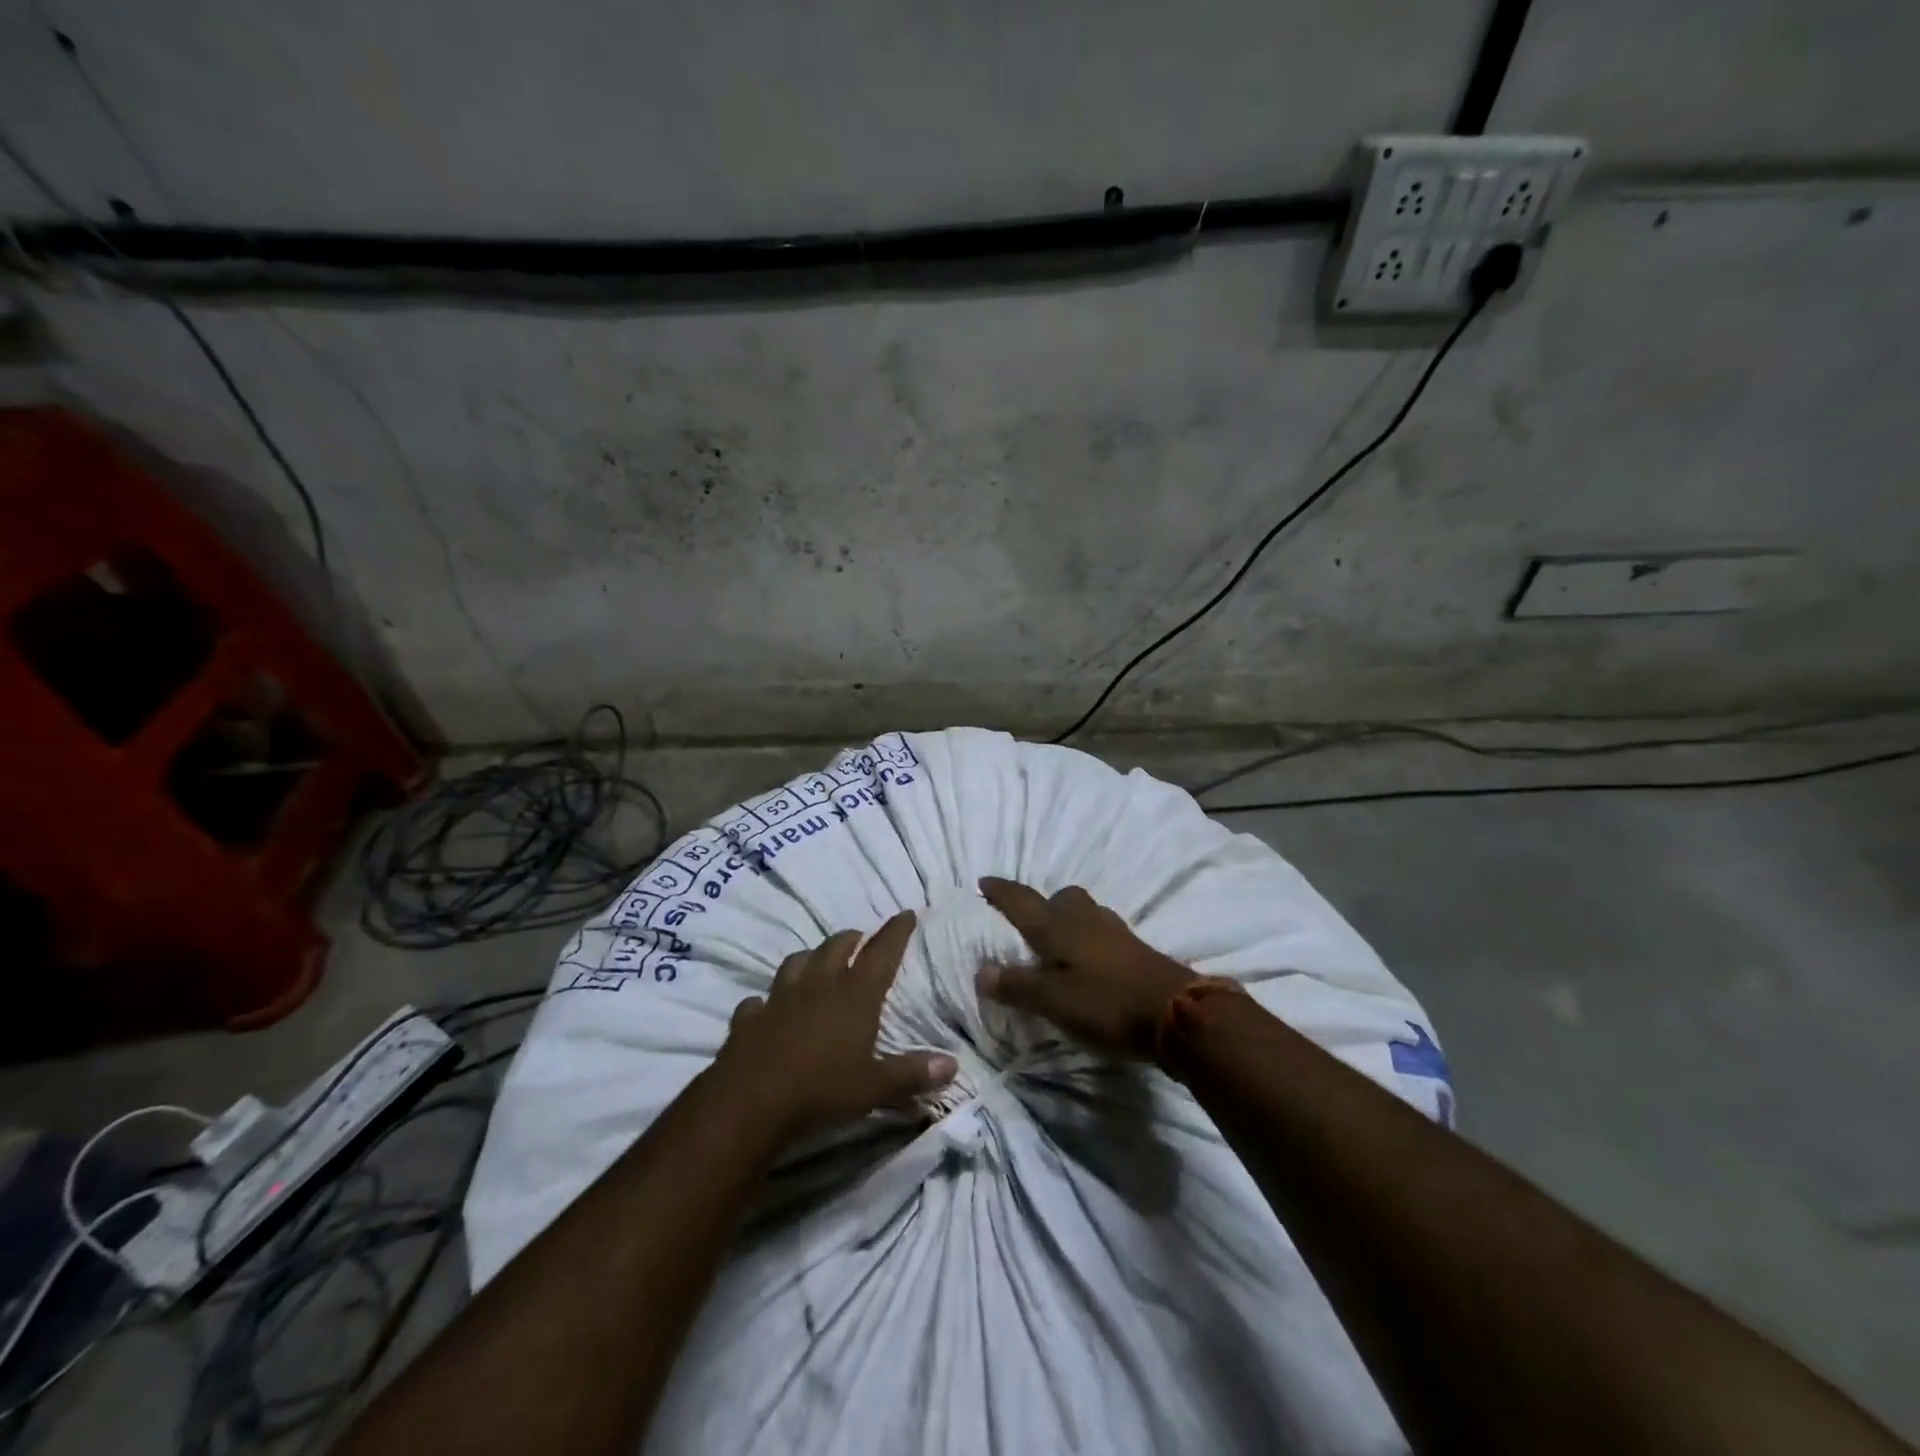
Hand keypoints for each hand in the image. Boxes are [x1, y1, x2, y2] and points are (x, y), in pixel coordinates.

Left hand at [715, 911, 957, 1142]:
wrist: (750, 1102)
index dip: (896, 932)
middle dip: (852, 939)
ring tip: (817, 962)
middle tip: (861, 939)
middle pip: (836, 947)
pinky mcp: (749, 1018)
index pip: (881, 953)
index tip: (906, 914)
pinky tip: (767, 1007)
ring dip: (810, 958)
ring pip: (796, 962)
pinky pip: (758, 1001)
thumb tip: (953, 1064)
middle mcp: (818, 986)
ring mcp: (779, 998)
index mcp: (854, 995)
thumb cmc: (821, 1090)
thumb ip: (912, 1074)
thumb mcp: (875, 1088)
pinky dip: (767, 1001)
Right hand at [975, 878, 1195, 1058]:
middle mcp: (1084, 920)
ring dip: (1066, 918)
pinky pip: (1101, 930)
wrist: (1177, 1012)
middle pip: (1059, 898)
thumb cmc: (1107, 1004)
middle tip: (1025, 922)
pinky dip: (1087, 936)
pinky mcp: (1134, 948)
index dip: (1001, 891)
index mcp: (1057, 927)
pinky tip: (1088, 959)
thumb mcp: (1053, 1001)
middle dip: (1040, 903)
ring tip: (1056, 942)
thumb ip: (1017, 985)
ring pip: (1083, 912)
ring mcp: (1114, 931)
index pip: (1021, 901)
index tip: (983, 881)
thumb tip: (981, 971)